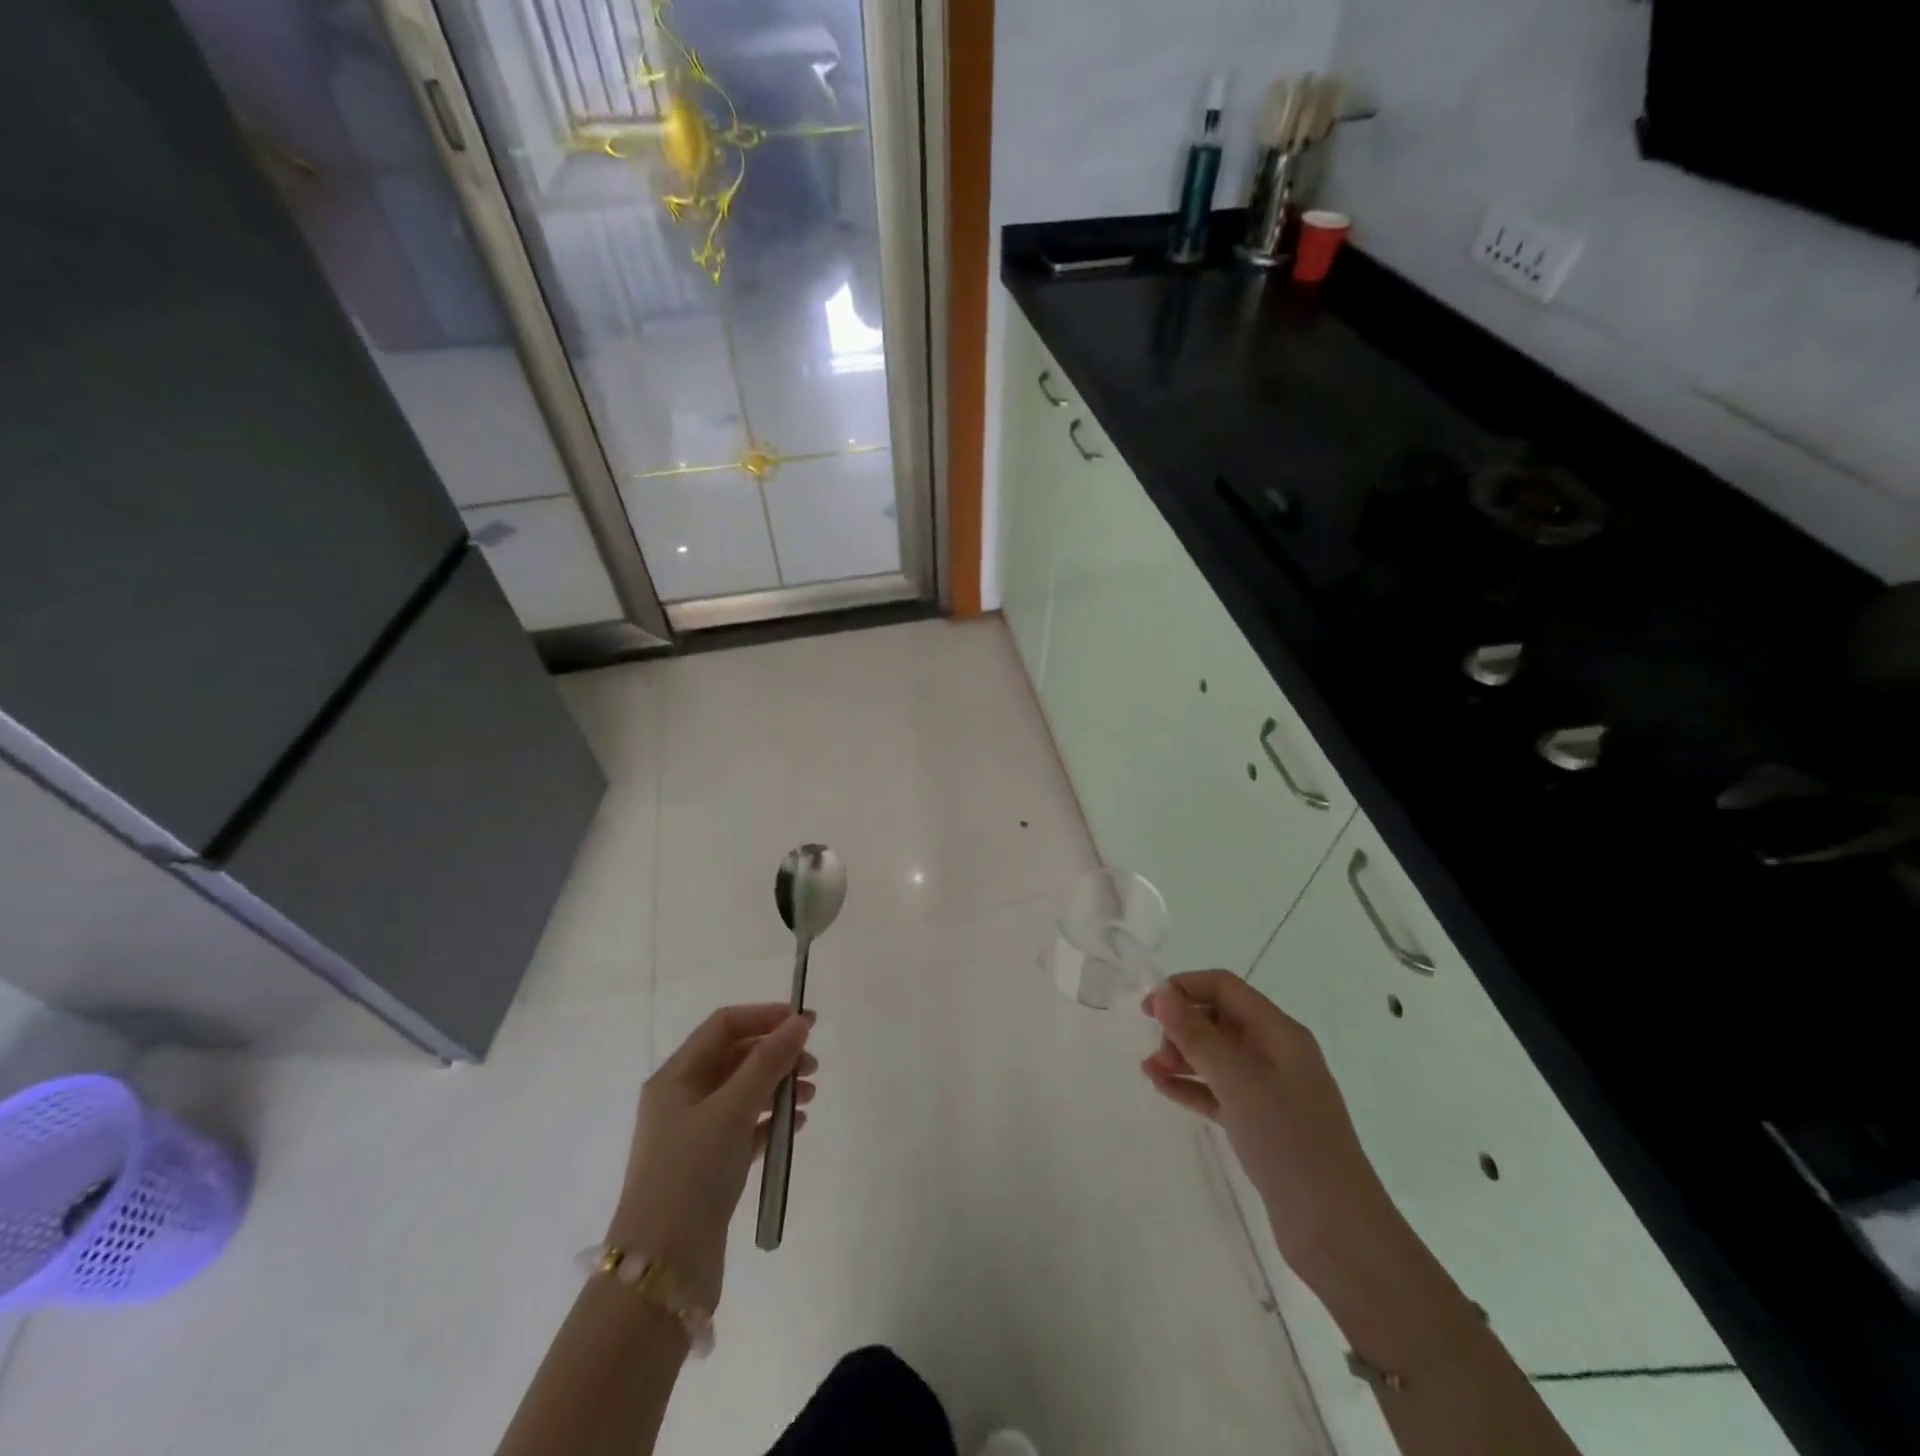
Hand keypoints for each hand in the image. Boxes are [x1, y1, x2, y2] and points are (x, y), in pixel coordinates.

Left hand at [607, 1004, 816, 1312]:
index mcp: (675, 1077)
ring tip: (810, 1097)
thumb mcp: (732, 1109)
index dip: (765, 1016)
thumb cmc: (691, 1174)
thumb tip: (800, 1022)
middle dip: (776, 1053)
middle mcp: (682, 1099)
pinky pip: (745, 1127)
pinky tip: (796, 1126)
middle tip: (813, 1066)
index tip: (806, 1023)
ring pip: (743, 1092)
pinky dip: (771, 1120)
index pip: (724, 1025)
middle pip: (735, 1057)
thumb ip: (768, 1062)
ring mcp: (694, 1135)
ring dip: (778, 1086)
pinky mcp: (708, 1167)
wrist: (661, 1271)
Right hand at [1141, 971, 1403, 1289]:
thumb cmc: (1290, 1143)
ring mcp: (1270, 1091)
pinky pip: (1218, 1091)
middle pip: (1220, 1018)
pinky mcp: (1260, 1125)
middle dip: (1182, 1025)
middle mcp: (1276, 1054)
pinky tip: (1162, 1088)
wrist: (1338, 1233)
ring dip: (1182, 1055)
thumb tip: (1162, 994)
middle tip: (1156, 1051)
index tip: (1148, 1008)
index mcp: (1280, 1033)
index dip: (1185, 988)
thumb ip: (1198, 1036)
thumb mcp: (1239, 1083)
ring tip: (1150, 1070)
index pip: (1225, 988)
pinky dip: (1191, 1086)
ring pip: (1216, 1056)